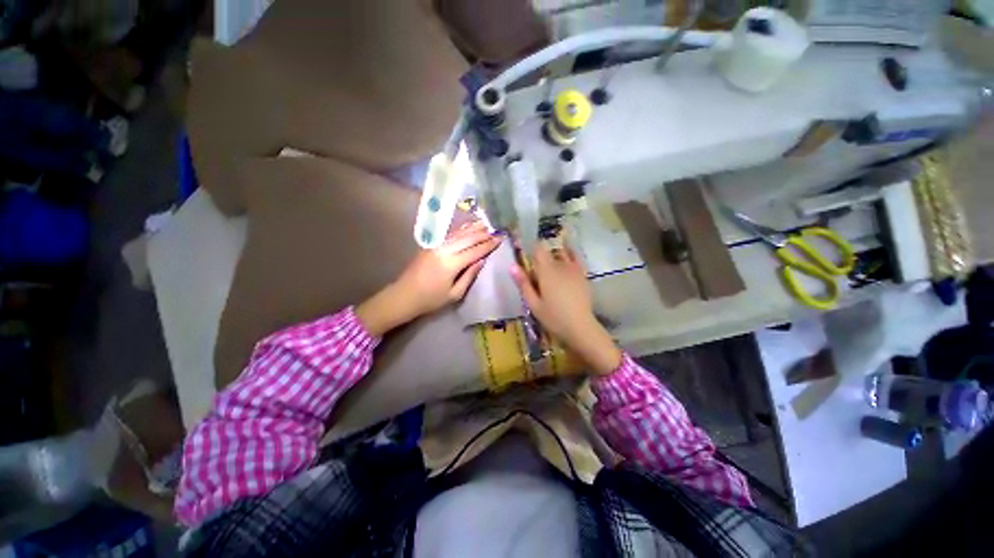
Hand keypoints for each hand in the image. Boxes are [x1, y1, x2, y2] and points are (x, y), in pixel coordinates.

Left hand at [357, 221, 499, 335]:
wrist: (404, 296)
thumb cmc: (431, 299)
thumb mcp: (454, 294)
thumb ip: (469, 276)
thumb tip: (482, 260)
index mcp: (451, 264)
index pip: (475, 251)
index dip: (488, 245)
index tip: (500, 239)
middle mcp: (444, 250)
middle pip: (467, 239)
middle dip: (483, 234)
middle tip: (496, 231)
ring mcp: (436, 246)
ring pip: (458, 234)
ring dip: (472, 228)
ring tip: (485, 224)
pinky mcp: (430, 245)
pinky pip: (449, 235)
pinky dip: (460, 230)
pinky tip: (467, 227)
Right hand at [510, 243, 621, 374]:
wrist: (581, 327)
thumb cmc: (553, 317)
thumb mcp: (533, 304)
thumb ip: (523, 284)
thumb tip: (512, 266)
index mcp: (547, 271)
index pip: (539, 249)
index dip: (531, 248)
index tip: (526, 256)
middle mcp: (561, 265)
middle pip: (549, 253)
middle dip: (541, 258)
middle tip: (536, 274)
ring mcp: (574, 269)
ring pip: (561, 255)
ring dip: (554, 258)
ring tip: (550, 271)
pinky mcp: (583, 275)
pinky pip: (575, 259)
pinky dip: (569, 257)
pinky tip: (565, 265)